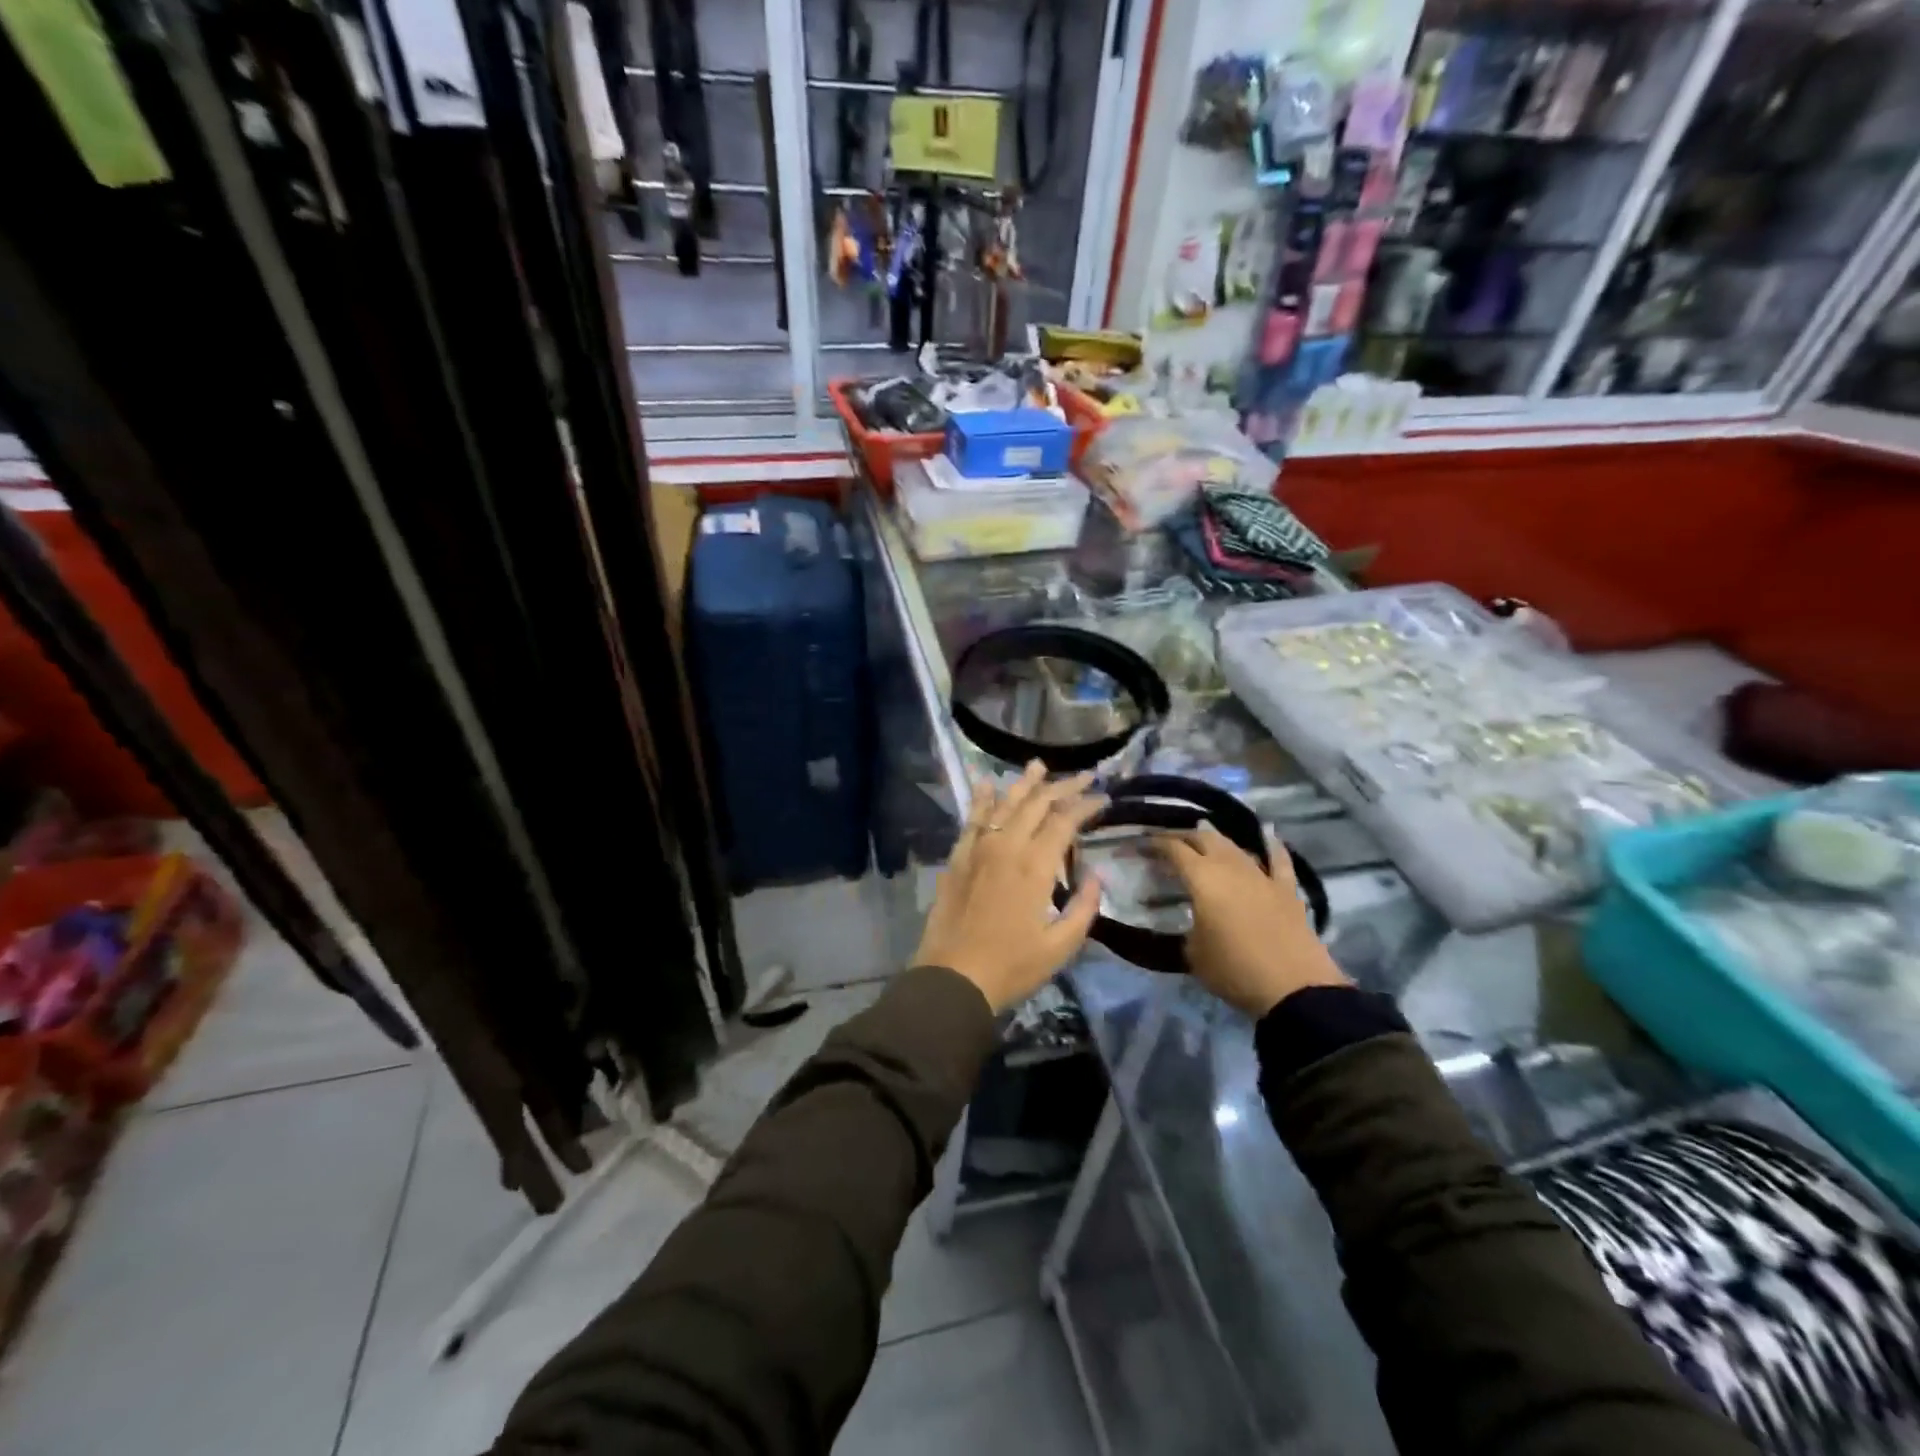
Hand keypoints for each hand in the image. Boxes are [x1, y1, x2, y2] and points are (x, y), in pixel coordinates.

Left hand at [913, 762, 1105, 1012]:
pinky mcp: (957, 858)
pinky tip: (986, 784)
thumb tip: (1096, 874)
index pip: (1065, 821)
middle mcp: (1006, 846)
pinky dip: (981, 799)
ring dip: (1024, 783)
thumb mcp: (1061, 945)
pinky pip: (972, 819)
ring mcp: (978, 849)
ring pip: (1004, 803)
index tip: (1103, 798)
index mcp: (1035, 866)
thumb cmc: (1012, 966)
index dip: (1086, 805)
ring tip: (1038, 765)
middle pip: (1037, 804)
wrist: (953, 978)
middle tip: (1083, 776)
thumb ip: (1084, 906)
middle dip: (1063, 786)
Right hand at [1156, 823, 1347, 1017]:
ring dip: (1217, 841)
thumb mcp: (1193, 952)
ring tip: (1206, 841)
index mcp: (1202, 878)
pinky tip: (1269, 836)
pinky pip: (1279, 860)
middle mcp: (1230, 867)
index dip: (1157, 844)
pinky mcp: (1287, 890)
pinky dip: (1272, 846)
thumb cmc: (1234, 970)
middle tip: (1171, 844)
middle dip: (1185, 836)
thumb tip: (1192, 919)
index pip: (1174, 849)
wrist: (1293, 988)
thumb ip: (1188, 926)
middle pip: (1205, 838)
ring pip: (1236, 846)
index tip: (1144, 844)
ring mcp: (1262, 876)